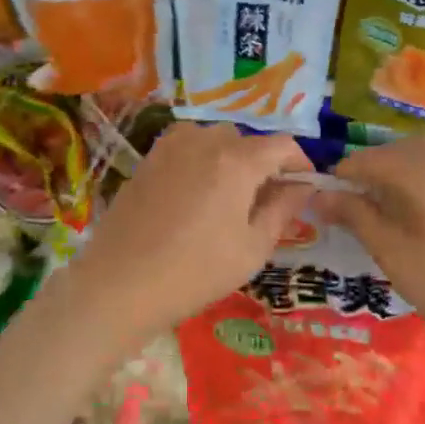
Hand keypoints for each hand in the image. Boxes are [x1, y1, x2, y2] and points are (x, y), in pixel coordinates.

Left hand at [64, 123, 314, 338]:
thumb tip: (303, 186)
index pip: (282, 145)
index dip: (300, 163)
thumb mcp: (252, 248)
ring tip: (228, 197)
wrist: (120, 284)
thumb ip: (282, 209)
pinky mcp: (148, 159)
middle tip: (264, 201)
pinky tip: (194, 196)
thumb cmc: (196, 272)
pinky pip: (185, 148)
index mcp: (237, 160)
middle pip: (247, 140)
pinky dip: (200, 161)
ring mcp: (171, 147)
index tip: (304, 187)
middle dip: (262, 163)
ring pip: (214, 139)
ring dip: (229, 158)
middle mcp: (205, 141)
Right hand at [317, 136, 424, 361]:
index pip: (373, 161)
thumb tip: (320, 196)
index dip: (347, 172)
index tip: (330, 191)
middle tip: (357, 193)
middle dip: (375, 164)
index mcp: (424, 177)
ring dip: (410, 155)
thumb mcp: (393, 254)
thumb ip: (356, 217)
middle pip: (403, 150)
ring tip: (394, 183)